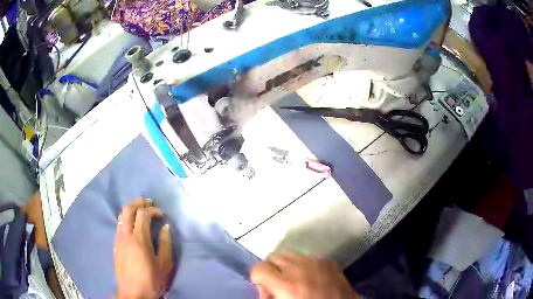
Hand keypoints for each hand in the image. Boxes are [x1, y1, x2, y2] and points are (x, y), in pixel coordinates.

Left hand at [114, 198, 172, 298]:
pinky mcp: (115, 244)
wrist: (132, 293)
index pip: (143, 214)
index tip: (161, 214)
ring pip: (121, 215)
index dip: (153, 210)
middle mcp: (126, 235)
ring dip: (131, 208)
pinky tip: (133, 224)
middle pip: (128, 209)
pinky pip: (119, 224)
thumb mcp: (164, 265)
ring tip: (141, 210)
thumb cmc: (151, 280)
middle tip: (149, 202)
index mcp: (139, 239)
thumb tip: (165, 226)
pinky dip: (126, 218)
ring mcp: (118, 239)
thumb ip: (165, 244)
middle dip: (138, 202)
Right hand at [251, 252, 356, 298]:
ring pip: (291, 254)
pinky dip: (306, 266)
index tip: (264, 286)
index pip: (259, 268)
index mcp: (285, 284)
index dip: (258, 278)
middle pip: (274, 257)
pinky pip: (310, 258)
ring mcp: (317, 263)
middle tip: (279, 283)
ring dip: (288, 265)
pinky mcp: (330, 263)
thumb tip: (264, 287)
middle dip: (272, 269)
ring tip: (296, 279)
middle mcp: (299, 268)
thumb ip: (266, 295)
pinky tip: (312, 278)